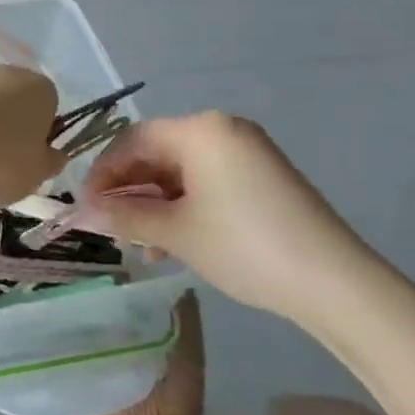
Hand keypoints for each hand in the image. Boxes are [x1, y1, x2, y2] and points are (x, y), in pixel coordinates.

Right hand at [80, 112, 394, 331]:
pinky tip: (172, 241)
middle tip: (109, 225)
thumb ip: (122, 217)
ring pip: (180, 171)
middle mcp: (222, 130)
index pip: (132, 140)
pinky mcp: (263, 178)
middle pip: (156, 153)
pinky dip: (183, 206)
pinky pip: (207, 181)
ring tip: (139, 243)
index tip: (84, 207)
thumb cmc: (244, 246)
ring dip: (153, 203)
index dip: (102, 173)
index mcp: (200, 130)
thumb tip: (78, 213)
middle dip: (128, 190)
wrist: (335, 283)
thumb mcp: (175, 232)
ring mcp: (247, 153)